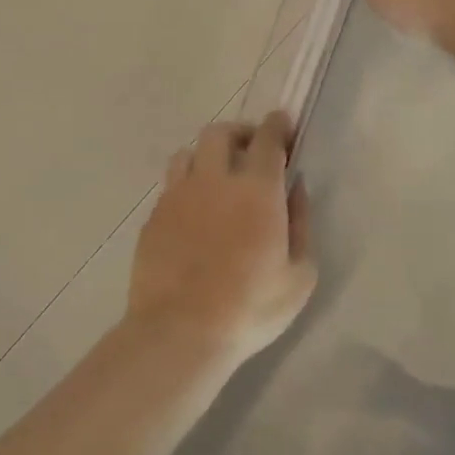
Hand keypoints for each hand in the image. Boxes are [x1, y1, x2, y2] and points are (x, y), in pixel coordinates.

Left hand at [127, 113, 317, 363]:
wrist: (181, 330)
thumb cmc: (251, 307)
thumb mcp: (300, 275)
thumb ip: (301, 223)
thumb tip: (296, 188)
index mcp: (256, 190)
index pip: (267, 139)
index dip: (278, 126)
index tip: (284, 124)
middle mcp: (214, 180)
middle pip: (219, 133)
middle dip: (239, 133)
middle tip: (250, 150)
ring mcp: (177, 195)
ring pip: (187, 153)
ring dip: (206, 156)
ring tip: (216, 177)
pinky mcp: (153, 216)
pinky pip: (170, 185)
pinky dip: (186, 186)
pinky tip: (193, 212)